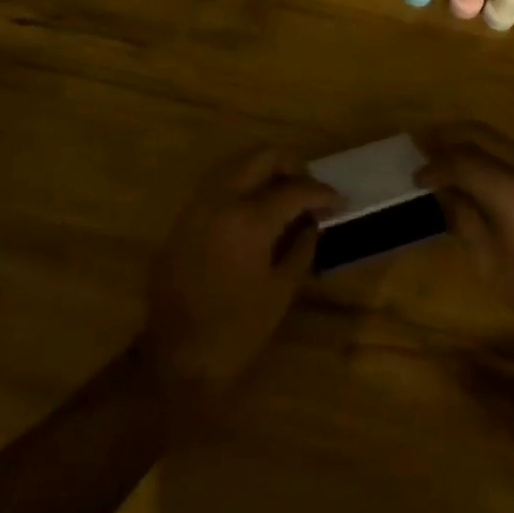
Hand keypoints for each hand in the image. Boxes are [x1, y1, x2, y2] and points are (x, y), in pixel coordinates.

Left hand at [145, 149, 336, 413]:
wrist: (175, 356)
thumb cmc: (236, 331)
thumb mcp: (280, 292)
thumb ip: (301, 249)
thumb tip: (312, 224)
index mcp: (250, 219)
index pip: (295, 189)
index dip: (322, 193)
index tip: (338, 201)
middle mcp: (222, 199)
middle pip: (262, 156)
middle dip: (291, 165)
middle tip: (309, 189)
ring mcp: (198, 204)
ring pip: (237, 164)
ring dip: (264, 171)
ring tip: (285, 196)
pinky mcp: (184, 216)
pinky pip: (218, 184)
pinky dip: (241, 185)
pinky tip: (255, 210)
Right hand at [415, 121, 513, 359]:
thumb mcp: (489, 262)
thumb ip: (463, 216)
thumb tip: (444, 189)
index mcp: (511, 190)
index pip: (461, 161)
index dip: (435, 166)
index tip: (417, 177)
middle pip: (482, 135)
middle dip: (449, 136)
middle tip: (425, 142)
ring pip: (505, 138)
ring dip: (476, 140)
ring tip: (453, 151)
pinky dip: (501, 151)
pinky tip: (490, 166)